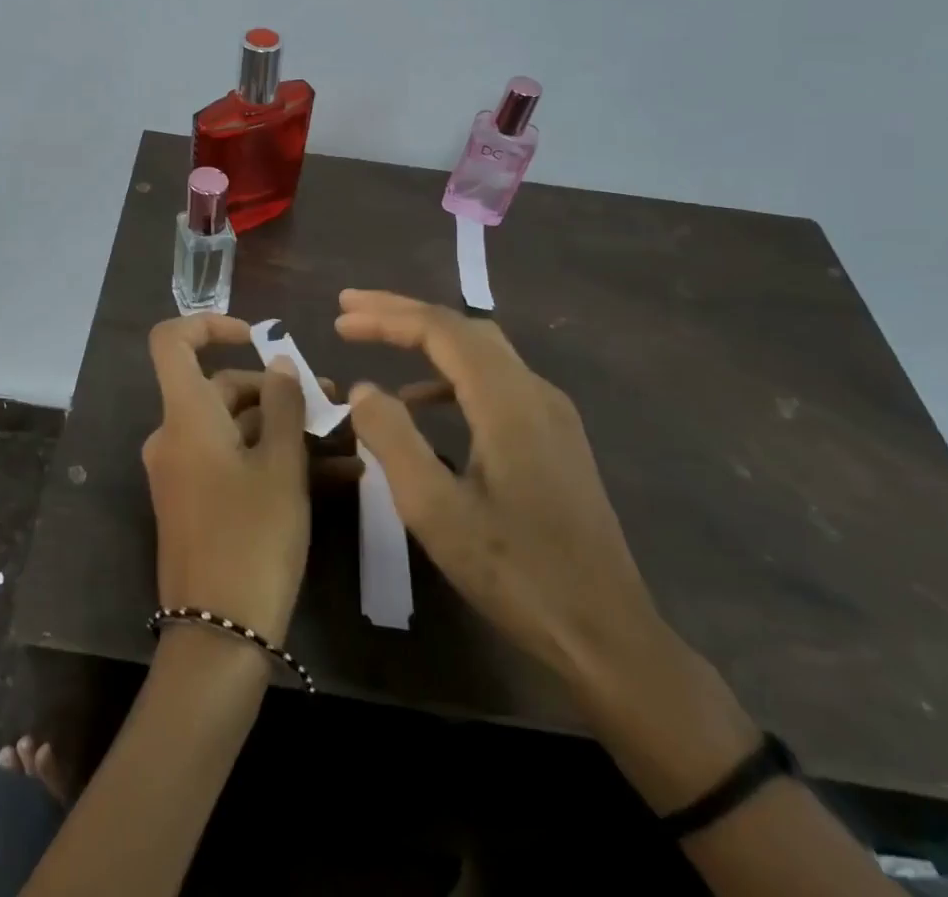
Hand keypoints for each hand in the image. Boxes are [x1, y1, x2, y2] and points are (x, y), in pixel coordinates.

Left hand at [143, 315, 310, 643]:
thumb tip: (279, 363)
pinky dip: (269, 458)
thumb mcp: (282, 468)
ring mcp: (181, 471)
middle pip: (219, 388)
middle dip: (276, 390)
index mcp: (185, 416)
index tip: (255, 337)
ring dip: (284, 428)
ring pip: (233, 428)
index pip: (171, 342)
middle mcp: (174, 436)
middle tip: (332, 402)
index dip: (209, 326)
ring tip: (343, 440)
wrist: (217, 637)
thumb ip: (284, 406)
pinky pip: (230, 461)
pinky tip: (329, 473)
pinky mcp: (193, 501)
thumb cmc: (253, 540)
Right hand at [335, 290, 658, 677]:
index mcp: (508, 400)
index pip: (440, 330)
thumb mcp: (434, 509)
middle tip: (351, 310)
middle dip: (403, 313)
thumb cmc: (516, 574)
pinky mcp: (554, 438)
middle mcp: (534, 391)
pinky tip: (421, 402)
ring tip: (378, 342)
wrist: (608, 637)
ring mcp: (551, 414)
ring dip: (427, 339)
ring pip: (481, 351)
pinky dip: (450, 375)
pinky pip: (494, 382)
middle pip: (462, 328)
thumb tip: (364, 389)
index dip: (386, 317)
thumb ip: (392, 438)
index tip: (339, 320)